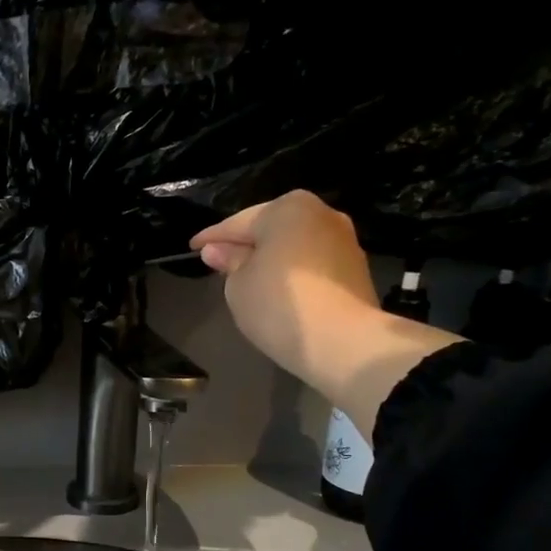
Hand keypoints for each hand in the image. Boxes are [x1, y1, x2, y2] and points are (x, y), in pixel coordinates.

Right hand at [191, 190, 459, 435]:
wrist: (343, 341)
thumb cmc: (279, 305)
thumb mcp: (238, 286)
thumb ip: (228, 263)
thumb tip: (218, 251)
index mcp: (287, 208)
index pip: (238, 223)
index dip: (211, 238)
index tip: (193, 247)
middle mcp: (321, 214)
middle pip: (271, 229)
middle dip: (246, 245)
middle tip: (220, 262)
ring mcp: (344, 240)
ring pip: (294, 245)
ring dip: (272, 258)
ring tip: (249, 279)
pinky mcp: (356, 269)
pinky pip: (312, 264)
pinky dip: (293, 273)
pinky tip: (278, 291)